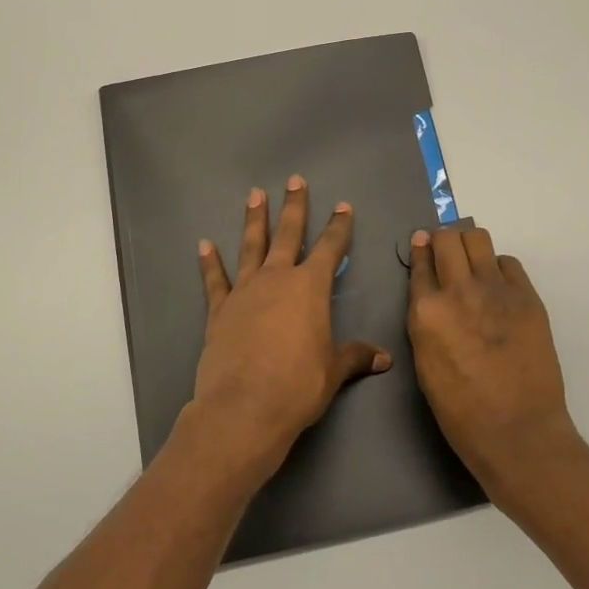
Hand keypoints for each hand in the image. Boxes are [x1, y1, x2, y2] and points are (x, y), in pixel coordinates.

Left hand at [187, 177, 391, 481]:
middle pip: (287, 234)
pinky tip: (204, 245)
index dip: (338, 227)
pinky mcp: (219, 310)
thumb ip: (355, 357)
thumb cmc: (297, 386)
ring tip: (254, 195)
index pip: (330, 248)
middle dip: (293, 207)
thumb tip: (384, 358)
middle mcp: (277, 279)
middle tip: (294, 180)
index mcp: (310, 288)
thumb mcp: (333, 371)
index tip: (343, 206)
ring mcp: (244, 291)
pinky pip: (214, 280)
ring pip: (251, 246)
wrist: (244, 408)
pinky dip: (210, 263)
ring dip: (254, 220)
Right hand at [407, 227, 577, 498]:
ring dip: (470, 246)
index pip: (420, 261)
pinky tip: (498, 287)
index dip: (420, 250)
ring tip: (473, 263)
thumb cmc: (460, 409)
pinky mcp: (527, 297)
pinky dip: (499, 267)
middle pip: (447, 239)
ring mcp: (496, 290)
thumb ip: (424, 320)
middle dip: (443, 240)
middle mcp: (458, 290)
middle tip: (447, 253)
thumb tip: (430, 295)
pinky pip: (508, 263)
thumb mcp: (424, 361)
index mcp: (426, 311)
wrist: (516, 430)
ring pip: (478, 239)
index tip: (422, 245)